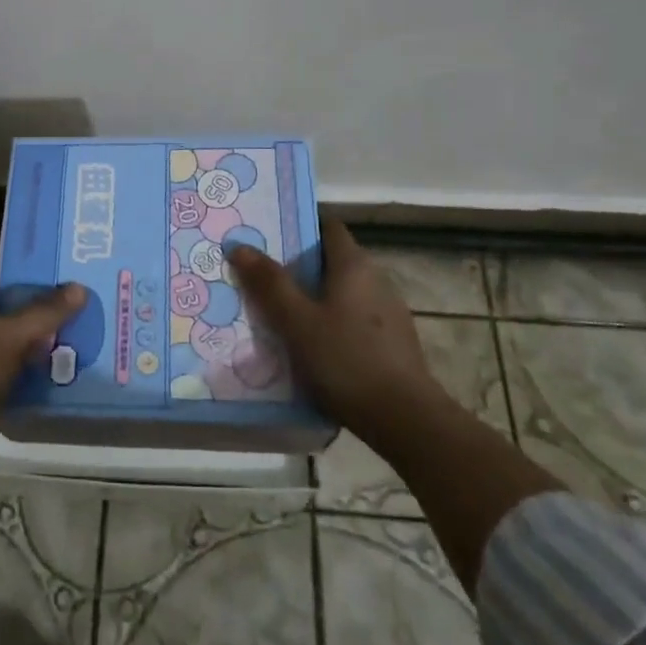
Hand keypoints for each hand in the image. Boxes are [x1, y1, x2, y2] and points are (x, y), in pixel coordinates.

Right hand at [227, 219, 440, 438]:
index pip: (328, 226)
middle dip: (298, 265)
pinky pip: (352, 317)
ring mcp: (388, 311)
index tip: (267, 235)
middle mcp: (376, 279)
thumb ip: (269, 283)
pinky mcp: (392, 341)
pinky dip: (330, 320)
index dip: (299, 225)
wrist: (406, 420)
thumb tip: (240, 245)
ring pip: (342, 291)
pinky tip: (311, 344)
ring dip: (313, 296)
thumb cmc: (346, 360)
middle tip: (261, 276)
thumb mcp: (297, 322)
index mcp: (354, 265)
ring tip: (278, 312)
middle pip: (332, 259)